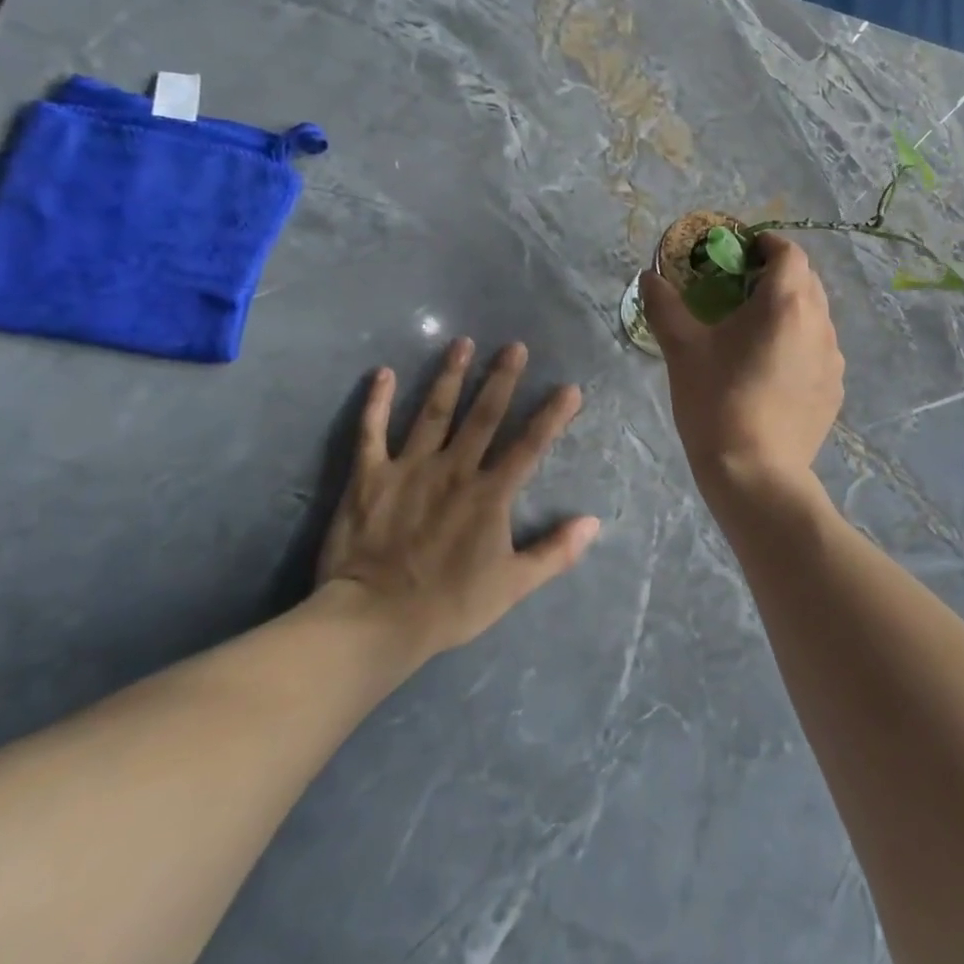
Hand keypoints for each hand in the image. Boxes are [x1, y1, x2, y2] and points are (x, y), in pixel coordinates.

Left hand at [317, 339, 599, 657]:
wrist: (375, 619)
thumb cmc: (449, 605)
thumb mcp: (513, 586)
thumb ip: (555, 552)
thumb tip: (593, 522)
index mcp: (489, 493)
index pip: (529, 446)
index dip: (551, 416)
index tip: (569, 388)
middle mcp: (454, 469)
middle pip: (483, 416)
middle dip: (501, 378)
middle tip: (514, 346)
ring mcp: (409, 467)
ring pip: (434, 412)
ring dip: (450, 376)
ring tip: (462, 343)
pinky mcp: (369, 475)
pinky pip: (372, 431)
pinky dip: (377, 402)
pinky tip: (383, 373)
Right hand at [641, 233, 844, 492]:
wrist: (755, 474)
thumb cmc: (717, 401)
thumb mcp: (682, 350)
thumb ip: (664, 305)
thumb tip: (648, 276)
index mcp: (786, 303)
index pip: (789, 252)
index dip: (765, 244)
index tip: (739, 252)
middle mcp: (820, 323)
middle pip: (806, 281)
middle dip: (776, 275)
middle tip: (739, 289)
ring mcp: (832, 359)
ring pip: (815, 316)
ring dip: (789, 310)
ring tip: (754, 330)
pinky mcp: (834, 389)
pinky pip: (819, 349)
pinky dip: (798, 343)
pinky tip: (771, 369)